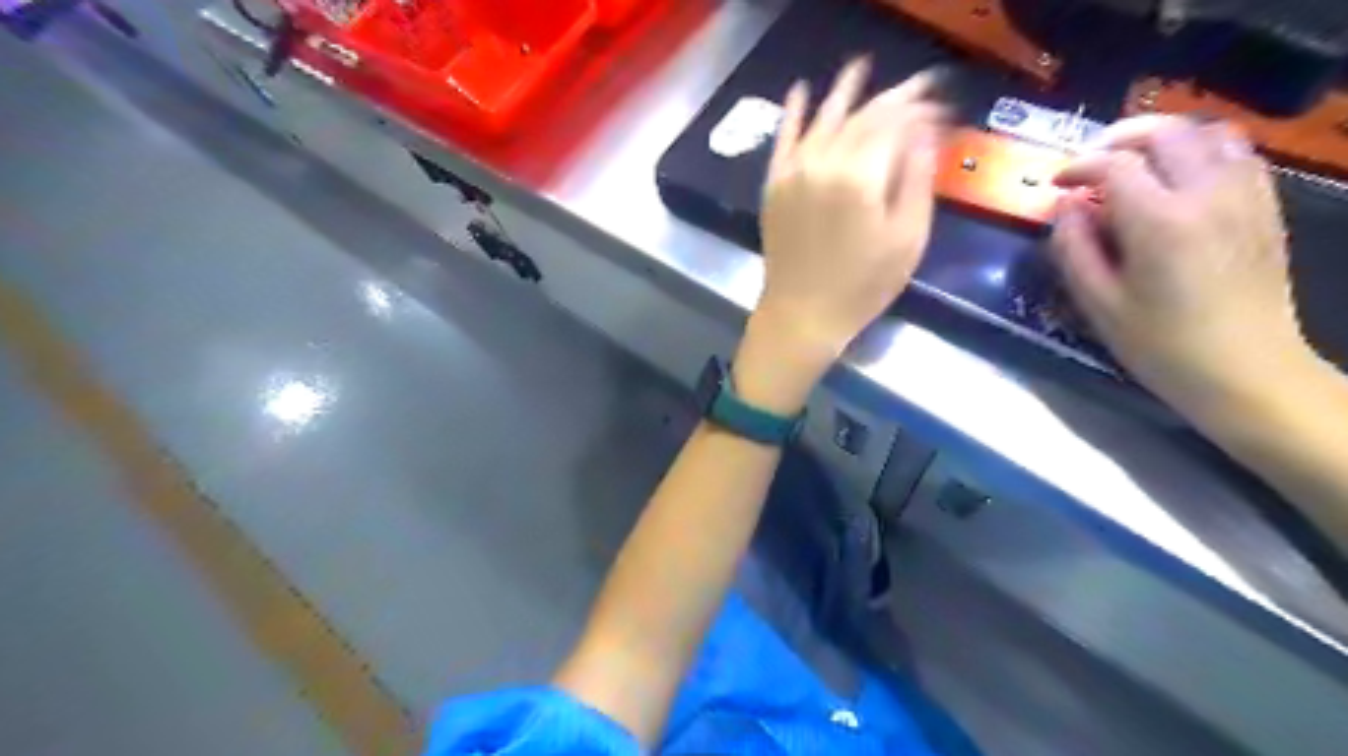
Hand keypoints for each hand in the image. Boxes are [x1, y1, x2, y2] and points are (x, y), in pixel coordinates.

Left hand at [743, 61, 939, 409]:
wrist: (802, 314)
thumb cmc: (863, 285)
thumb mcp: (907, 239)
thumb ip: (916, 179)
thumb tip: (926, 133)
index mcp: (861, 175)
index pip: (897, 124)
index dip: (922, 110)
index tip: (943, 108)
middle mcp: (823, 162)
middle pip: (863, 116)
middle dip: (895, 97)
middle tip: (920, 86)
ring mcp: (793, 171)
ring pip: (824, 118)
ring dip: (846, 91)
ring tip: (863, 66)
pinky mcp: (774, 185)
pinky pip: (783, 139)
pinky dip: (792, 112)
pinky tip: (801, 90)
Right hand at [1058, 116, 1311, 417]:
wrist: (1245, 370)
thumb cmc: (1160, 344)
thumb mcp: (1098, 303)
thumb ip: (1073, 248)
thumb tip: (1065, 208)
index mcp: (1159, 222)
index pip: (1114, 165)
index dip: (1077, 167)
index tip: (1056, 184)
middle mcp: (1207, 195)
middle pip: (1165, 133)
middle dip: (1119, 138)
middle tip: (1089, 161)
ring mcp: (1245, 196)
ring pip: (1207, 133)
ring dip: (1163, 139)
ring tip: (1134, 163)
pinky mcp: (1265, 207)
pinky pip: (1237, 154)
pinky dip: (1201, 150)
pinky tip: (1178, 178)